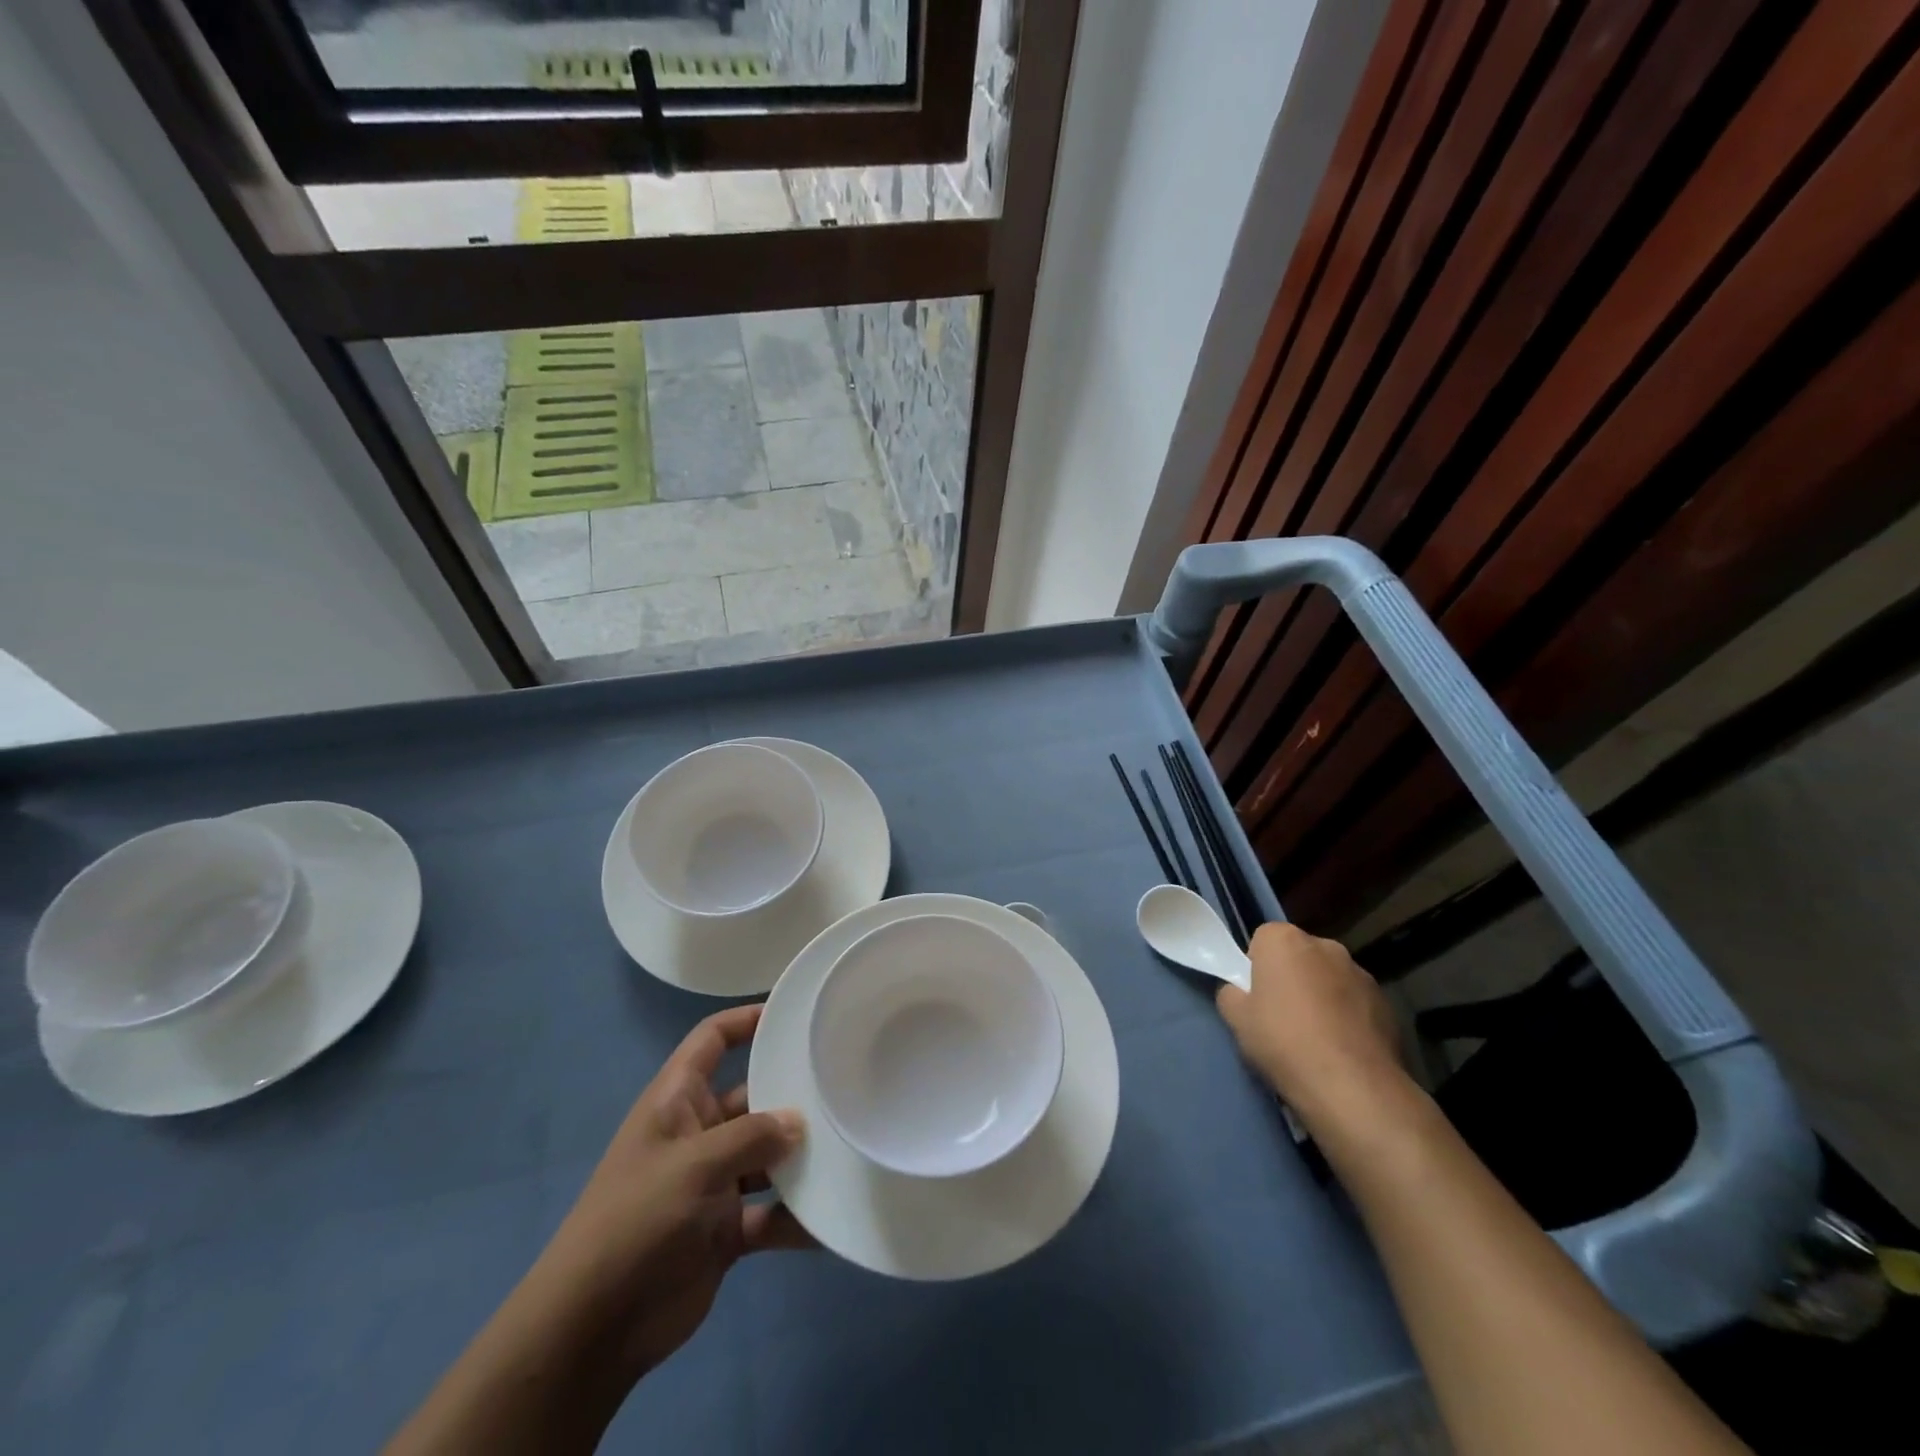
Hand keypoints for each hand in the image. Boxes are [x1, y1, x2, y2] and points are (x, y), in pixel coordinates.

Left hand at [530, 1004, 808, 1384]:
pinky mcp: (725, 1229)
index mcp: (677, 1101)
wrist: (594, 1329)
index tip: (793, 1014)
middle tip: (844, 1086)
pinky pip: (770, 1212)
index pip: (712, 1040)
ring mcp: (713, 1182)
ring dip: (800, 1157)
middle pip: (752, 1097)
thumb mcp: (694, 1166)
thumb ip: (751, 1137)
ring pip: (767, 1156)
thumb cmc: (637, 1221)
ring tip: (849, 1147)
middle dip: (791, 1095)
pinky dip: (796, 1217)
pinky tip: (834, 1218)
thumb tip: (799, 1122)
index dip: (746, 1021)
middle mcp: (698, 1133)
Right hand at [1215, 922, 1410, 1137]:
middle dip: (1291, 977)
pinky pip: (1355, 1002)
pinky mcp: (1386, 1003)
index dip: (1256, 967)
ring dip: (1322, 996)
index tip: (1256, 996)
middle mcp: (1325, 946)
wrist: (1352, 1087)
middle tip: (1282, 1016)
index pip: (1262, 940)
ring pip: (1329, 978)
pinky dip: (1348, 1016)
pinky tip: (1342, 1049)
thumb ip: (1231, 994)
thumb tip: (1240, 992)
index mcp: (1284, 939)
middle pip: (1298, 956)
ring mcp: (1360, 973)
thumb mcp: (1236, 1019)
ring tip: (1316, 1038)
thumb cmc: (1284, 1042)